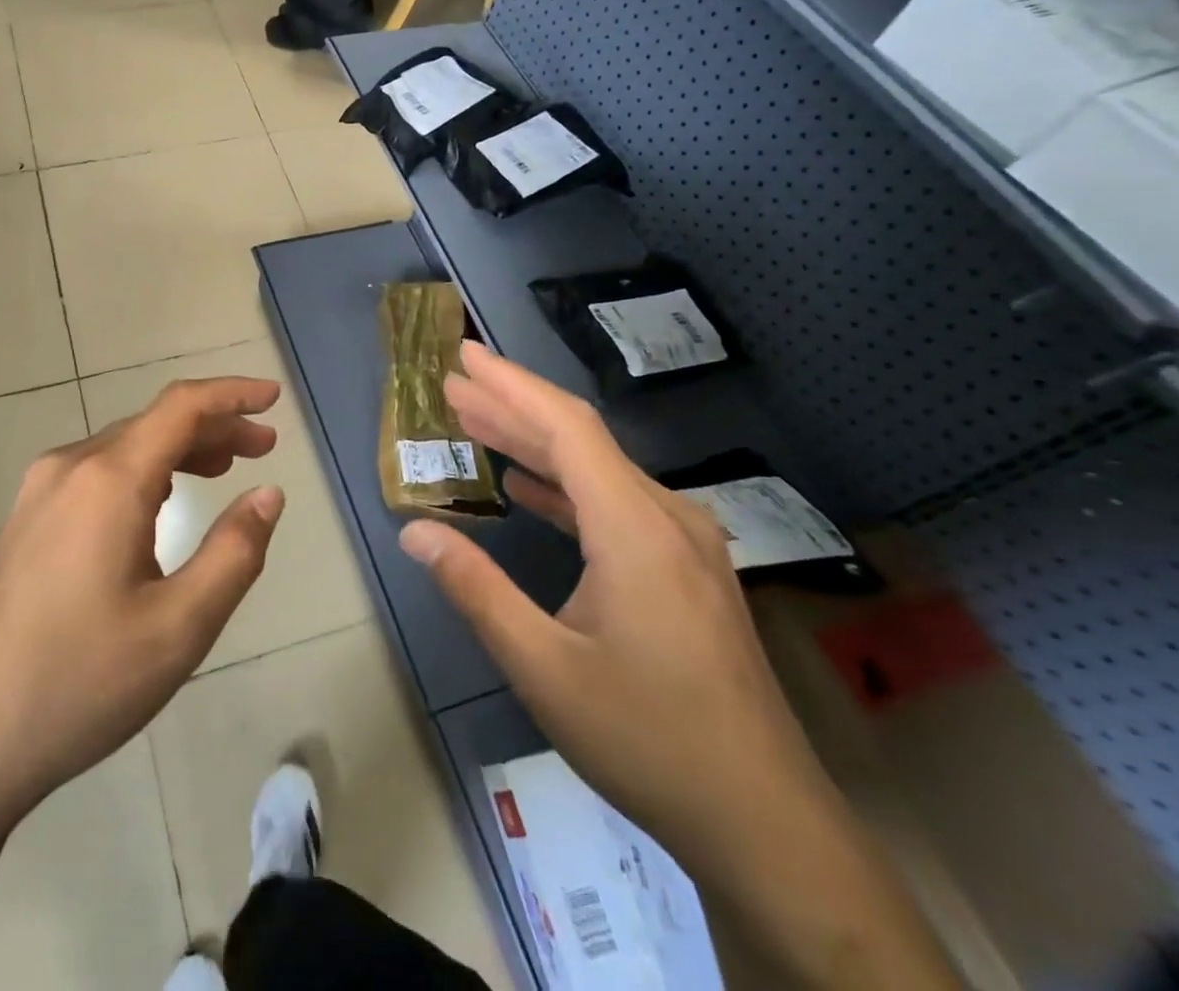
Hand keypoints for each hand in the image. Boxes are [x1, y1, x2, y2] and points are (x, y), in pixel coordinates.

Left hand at [0, 377, 286, 830]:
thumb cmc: (79, 682)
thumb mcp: (180, 627)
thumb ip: (235, 552)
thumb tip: (268, 494)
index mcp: (108, 480)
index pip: (181, 407)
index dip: (232, 394)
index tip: (272, 398)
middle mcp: (69, 468)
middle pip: (153, 424)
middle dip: (214, 428)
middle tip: (264, 447)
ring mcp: (38, 493)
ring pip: (123, 447)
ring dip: (178, 449)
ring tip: (224, 468)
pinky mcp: (25, 521)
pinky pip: (96, 473)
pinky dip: (143, 471)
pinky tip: (162, 502)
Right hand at [399, 343, 835, 870]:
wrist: (764, 821)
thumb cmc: (648, 739)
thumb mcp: (543, 668)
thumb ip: (476, 589)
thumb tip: (414, 531)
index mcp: (634, 529)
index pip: (566, 428)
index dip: (511, 385)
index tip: (465, 357)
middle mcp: (665, 518)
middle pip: (581, 439)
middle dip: (512, 406)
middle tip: (454, 385)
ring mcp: (682, 543)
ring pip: (598, 470)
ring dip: (536, 445)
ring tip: (476, 423)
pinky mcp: (685, 569)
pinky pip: (616, 504)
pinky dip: (565, 487)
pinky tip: (528, 490)